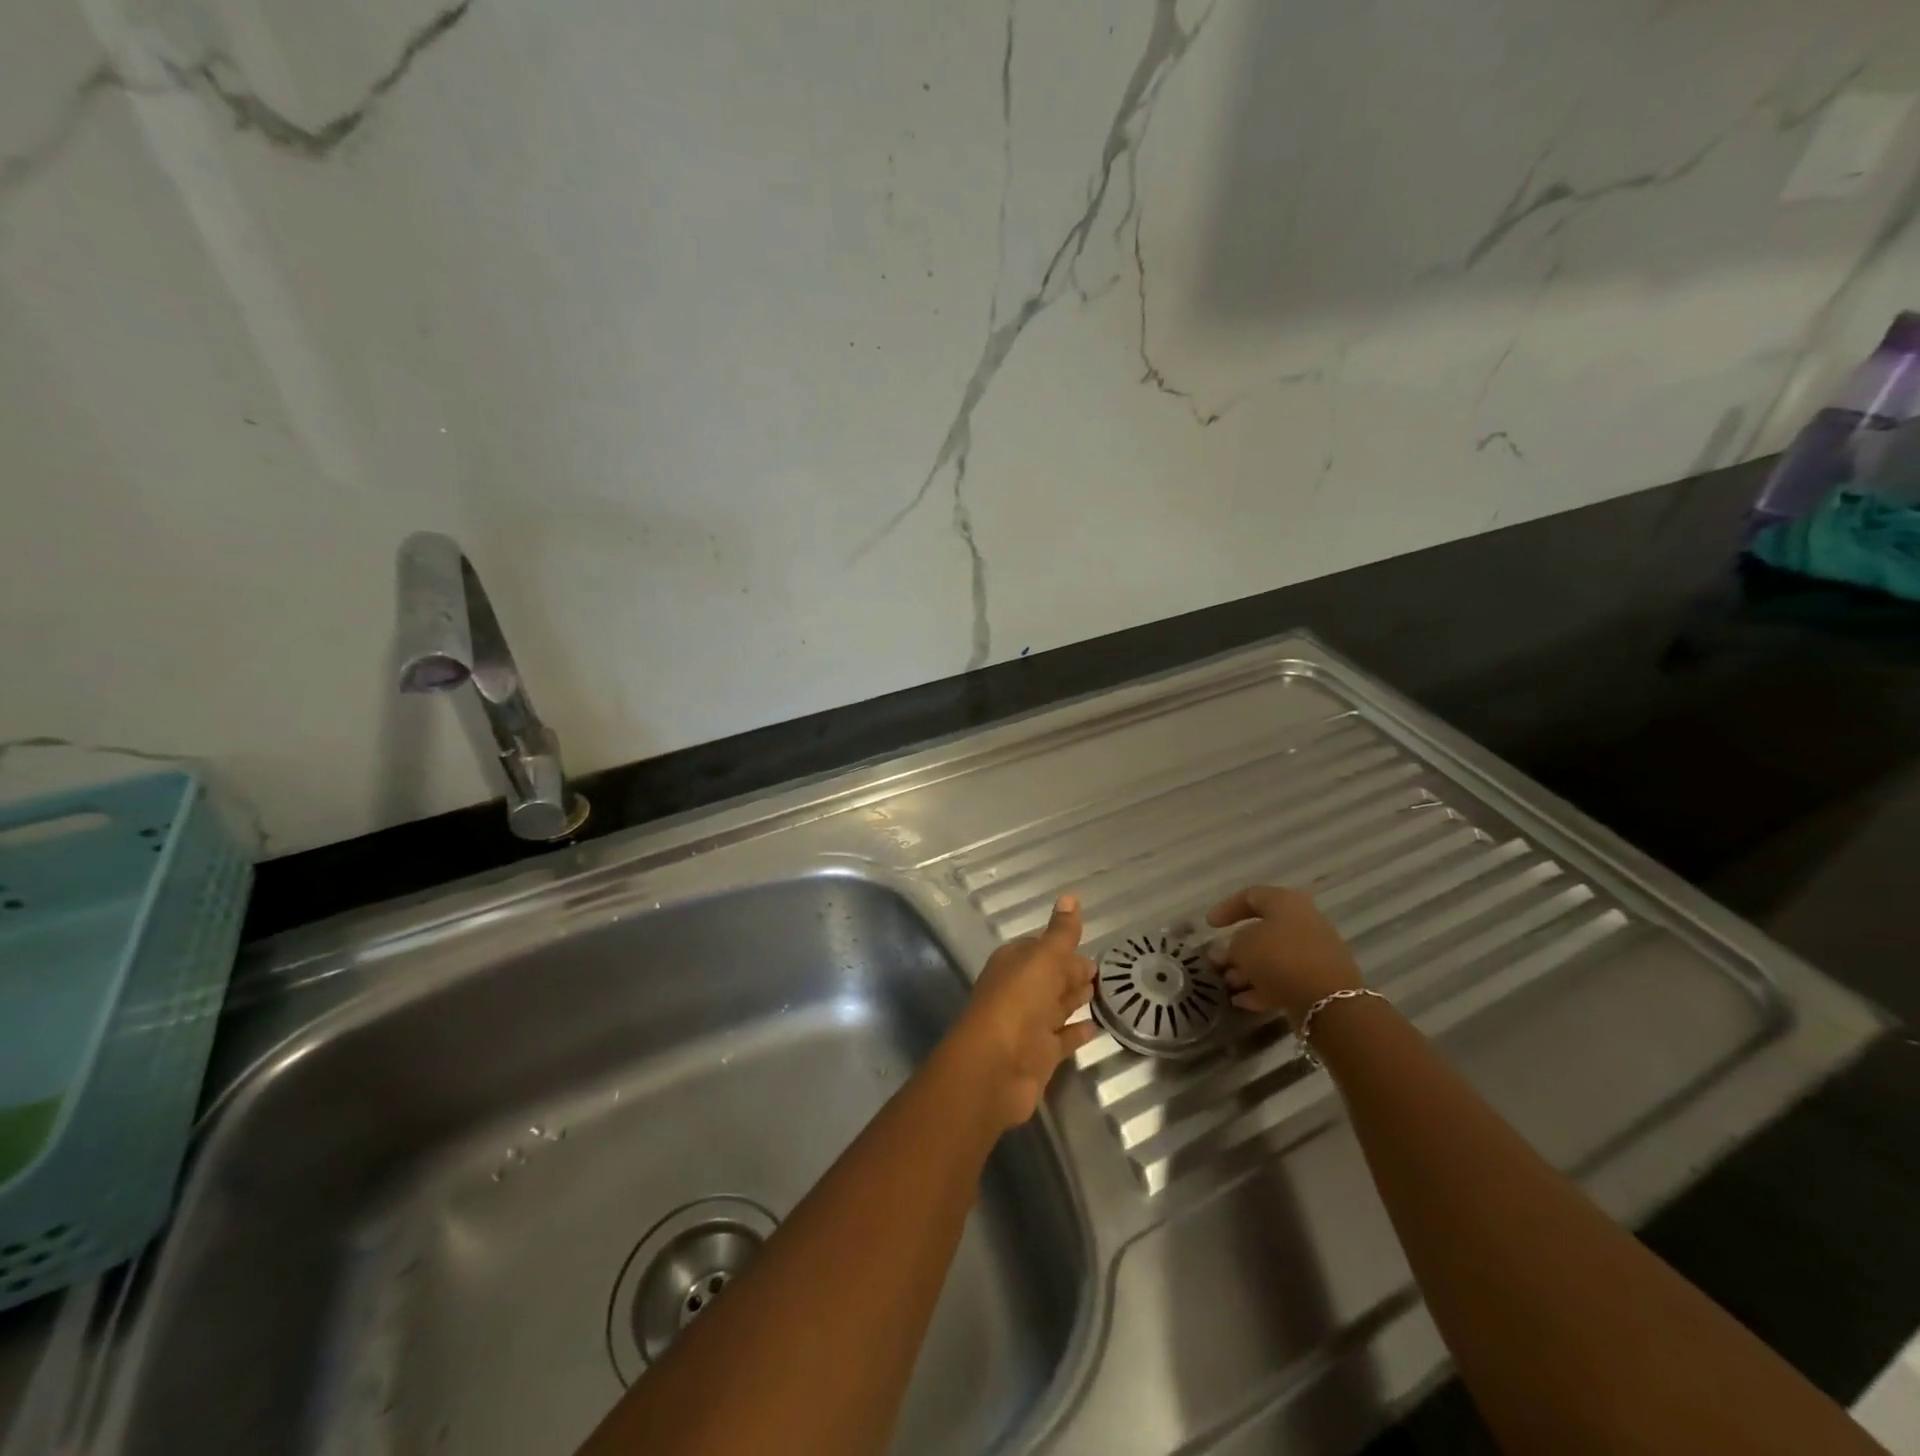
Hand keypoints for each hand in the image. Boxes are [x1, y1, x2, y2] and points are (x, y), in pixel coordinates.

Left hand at [948, 895, 1098, 1129]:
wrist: (994, 1068)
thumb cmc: (1018, 1002)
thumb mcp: (1043, 959)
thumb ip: (1061, 933)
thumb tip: (1070, 896)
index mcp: (1013, 964)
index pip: (1040, 948)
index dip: (1062, 946)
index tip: (1088, 944)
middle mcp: (1019, 991)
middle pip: (1050, 977)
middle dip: (1072, 972)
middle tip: (1102, 970)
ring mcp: (1028, 1025)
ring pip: (1056, 1006)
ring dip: (1075, 998)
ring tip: (1104, 992)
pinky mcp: (1039, 1055)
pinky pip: (1062, 1038)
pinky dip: (1077, 1032)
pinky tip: (1096, 1027)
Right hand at [1206, 885, 1363, 1024]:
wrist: (1328, 1000)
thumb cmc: (1279, 958)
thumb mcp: (1241, 947)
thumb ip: (1229, 947)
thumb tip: (1227, 953)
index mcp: (1285, 902)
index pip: (1250, 896)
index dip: (1226, 908)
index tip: (1209, 926)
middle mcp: (1302, 921)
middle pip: (1263, 930)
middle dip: (1236, 947)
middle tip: (1217, 961)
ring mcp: (1313, 952)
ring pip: (1273, 957)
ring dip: (1248, 969)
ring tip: (1227, 984)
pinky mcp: (1318, 980)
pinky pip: (1285, 978)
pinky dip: (1263, 987)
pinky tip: (1242, 1001)